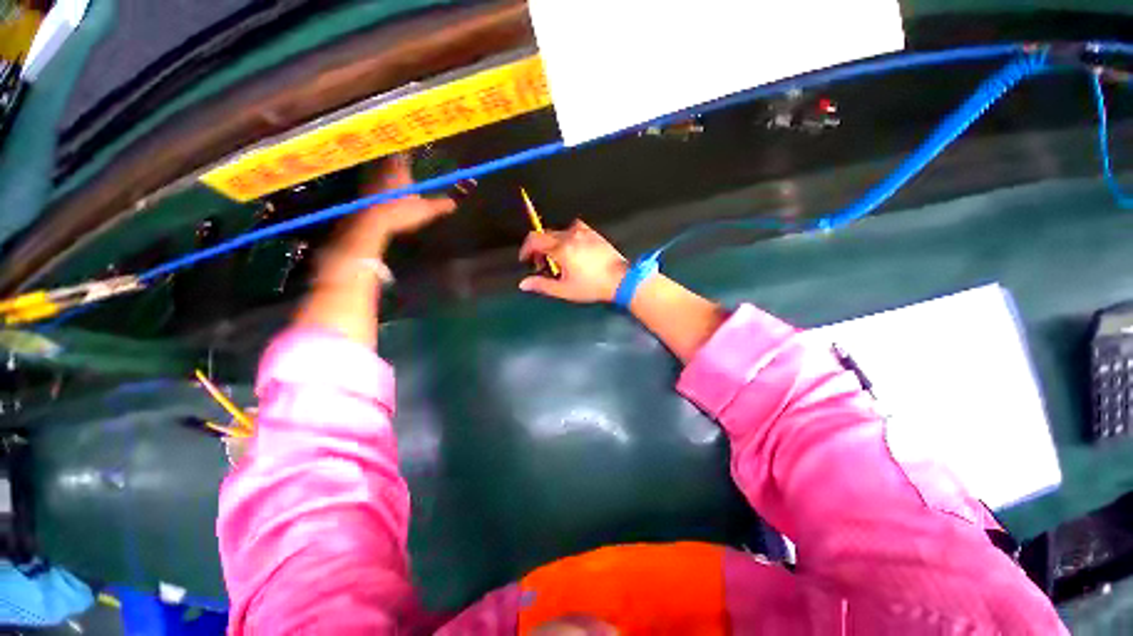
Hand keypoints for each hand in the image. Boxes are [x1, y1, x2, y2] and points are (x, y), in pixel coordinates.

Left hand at [354, 154, 455, 245]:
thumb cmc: (400, 211)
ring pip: (379, 170)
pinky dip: (379, 185)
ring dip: (387, 172)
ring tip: (396, 178)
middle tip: (405, 164)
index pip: (404, 153)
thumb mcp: (426, 210)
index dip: (409, 152)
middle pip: (390, 159)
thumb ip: (441, 205)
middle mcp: (382, 169)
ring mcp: (370, 179)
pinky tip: (384, 193)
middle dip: (398, 161)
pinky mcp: (362, 191)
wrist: (371, 223)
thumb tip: (454, 203)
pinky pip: (373, 182)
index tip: (414, 152)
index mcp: (399, 169)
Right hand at [518, 220, 628, 302]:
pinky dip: (568, 236)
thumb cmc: (591, 286)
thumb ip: (542, 285)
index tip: (526, 260)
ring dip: (553, 242)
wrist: (620, 279)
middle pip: (545, 235)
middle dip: (539, 249)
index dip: (526, 249)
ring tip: (558, 257)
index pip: (535, 240)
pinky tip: (573, 248)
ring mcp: (583, 232)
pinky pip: (574, 228)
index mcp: (561, 249)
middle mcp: (570, 236)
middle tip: (543, 265)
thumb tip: (523, 284)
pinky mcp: (593, 233)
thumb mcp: (565, 290)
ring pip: (559, 231)